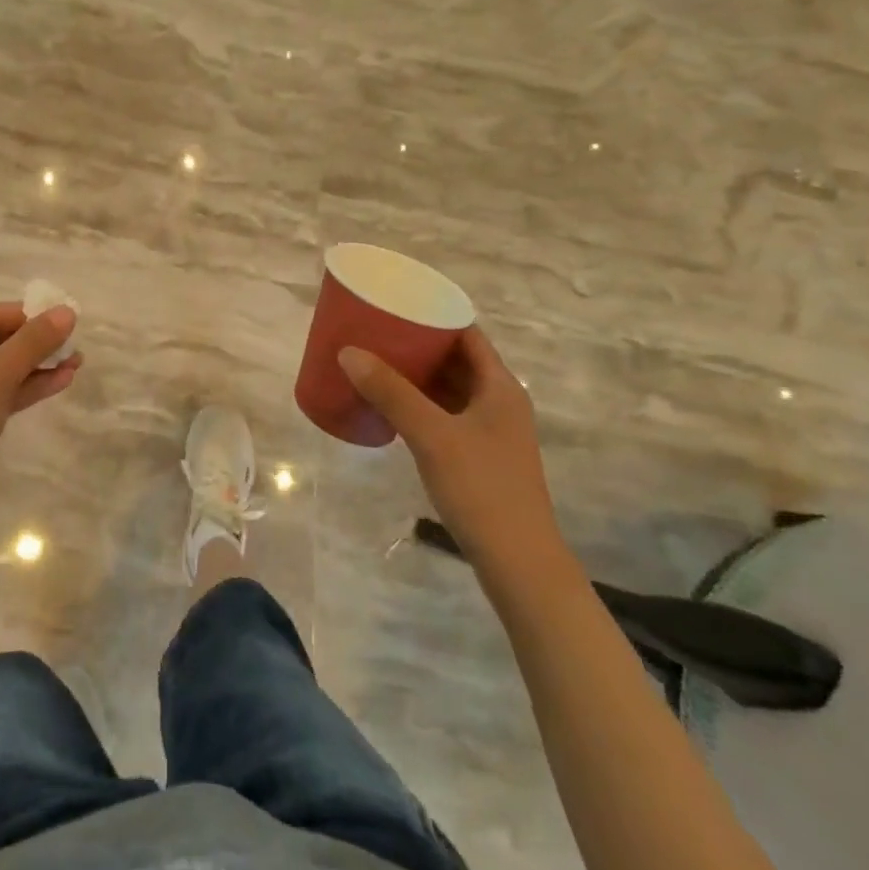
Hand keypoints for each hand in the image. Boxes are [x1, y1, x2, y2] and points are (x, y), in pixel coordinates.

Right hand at [339, 328, 562, 575]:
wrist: (519, 566)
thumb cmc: (482, 489)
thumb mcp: (432, 435)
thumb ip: (391, 392)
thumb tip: (348, 352)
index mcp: (500, 386)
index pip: (467, 333)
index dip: (434, 315)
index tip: (397, 303)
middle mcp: (499, 402)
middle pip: (457, 359)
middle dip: (418, 344)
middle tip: (376, 331)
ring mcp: (491, 432)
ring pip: (450, 388)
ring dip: (418, 375)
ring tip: (376, 361)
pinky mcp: (479, 457)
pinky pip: (446, 414)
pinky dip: (421, 403)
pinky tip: (391, 406)